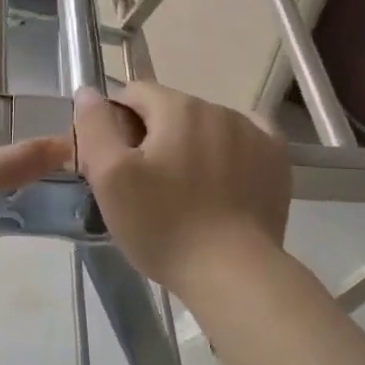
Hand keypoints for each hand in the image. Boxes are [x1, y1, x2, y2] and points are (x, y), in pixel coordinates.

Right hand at [73, 81, 289, 288]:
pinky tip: (222, 181)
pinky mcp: (275, 159)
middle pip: (170, 111)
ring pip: (205, 127)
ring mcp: (253, 132)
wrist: (233, 272)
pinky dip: (228, 153)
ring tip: (184, 194)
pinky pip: (244, 140)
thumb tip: (89, 93)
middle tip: (144, 187)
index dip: (115, 124)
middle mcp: (218, 108)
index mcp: (177, 107)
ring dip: (189, 146)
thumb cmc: (163, 225)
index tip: (113, 163)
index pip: (133, 94)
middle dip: (152, 137)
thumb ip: (95, 127)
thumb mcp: (111, 178)